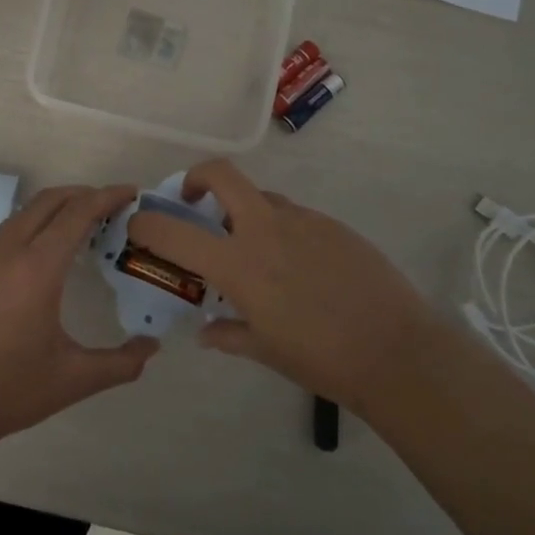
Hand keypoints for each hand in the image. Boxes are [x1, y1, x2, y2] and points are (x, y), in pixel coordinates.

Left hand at [0, 185, 157, 455]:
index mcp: (37, 268)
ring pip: (24, 213)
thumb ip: (121, 362)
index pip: (77, 213)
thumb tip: (152, 347)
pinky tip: (44, 251)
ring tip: (82, 225)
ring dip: (56, 208)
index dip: (106, 197)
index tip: (131, 193)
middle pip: (49, 201)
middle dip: (83, 195)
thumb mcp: (73, 379)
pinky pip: (6, 231)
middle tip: (111, 207)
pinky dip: (33, 224)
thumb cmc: (9, 390)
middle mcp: (7, 251)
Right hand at [127, 160, 443, 416]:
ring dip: (245, 213)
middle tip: (194, 203)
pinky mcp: (333, 225)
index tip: (138, 226)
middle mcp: (266, 229)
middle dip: (197, 179)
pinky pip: (294, 216)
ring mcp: (304, 221)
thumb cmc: (320, 358)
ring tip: (255, 251)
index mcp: (239, 264)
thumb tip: (206, 330)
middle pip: (222, 175)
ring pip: (262, 198)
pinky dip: (281, 229)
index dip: (146, 224)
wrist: (396, 351)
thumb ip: (227, 333)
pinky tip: (298, 266)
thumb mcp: (264, 350)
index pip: (175, 232)